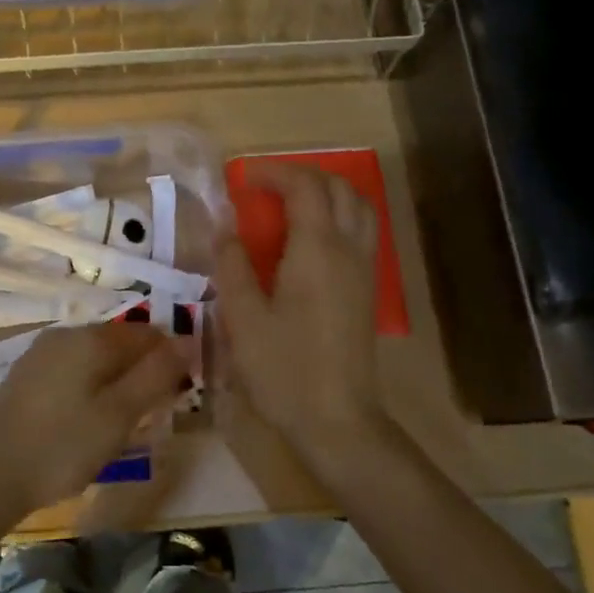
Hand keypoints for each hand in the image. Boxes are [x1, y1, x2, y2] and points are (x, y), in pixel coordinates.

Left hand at [0, 323, 188, 524]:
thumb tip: (188, 341)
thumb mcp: (120, 415)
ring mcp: (40, 354)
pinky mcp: (24, 377)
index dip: (171, 359)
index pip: (148, 333)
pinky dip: (89, 389)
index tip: (178, 395)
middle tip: (151, 416)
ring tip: (121, 424)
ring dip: (117, 382)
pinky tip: (85, 423)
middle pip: (120, 343)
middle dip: (143, 372)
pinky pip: (71, 372)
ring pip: (95, 359)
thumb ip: (156, 375)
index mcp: (91, 338)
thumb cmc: (62, 446)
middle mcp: (65, 334)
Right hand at [216, 163, 386, 464]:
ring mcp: (365, 269)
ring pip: (359, 207)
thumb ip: (232, 264)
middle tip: (266, 187)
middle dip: (302, 176)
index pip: (304, 187)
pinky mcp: (368, 290)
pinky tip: (310, 240)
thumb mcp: (243, 318)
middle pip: (339, 188)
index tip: (243, 178)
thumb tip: (224, 226)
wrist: (338, 419)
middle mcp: (349, 250)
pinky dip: (339, 216)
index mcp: (317, 250)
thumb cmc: (284, 369)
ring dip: (327, 193)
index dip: (274, 173)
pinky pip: (362, 232)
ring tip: (290, 205)